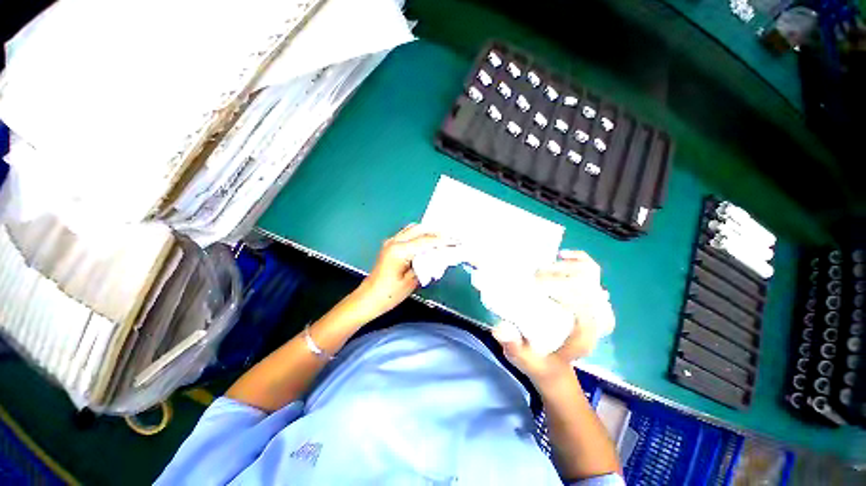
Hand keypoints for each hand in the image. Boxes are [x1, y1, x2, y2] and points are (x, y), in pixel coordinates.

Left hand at [350, 224, 449, 321]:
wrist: (368, 299)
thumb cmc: (389, 294)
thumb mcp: (412, 281)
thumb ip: (426, 265)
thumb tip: (439, 255)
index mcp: (399, 250)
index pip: (425, 240)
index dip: (443, 240)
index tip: (456, 241)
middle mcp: (394, 241)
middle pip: (419, 229)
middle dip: (436, 233)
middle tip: (451, 239)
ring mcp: (391, 242)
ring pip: (413, 229)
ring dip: (427, 232)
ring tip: (441, 241)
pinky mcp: (390, 245)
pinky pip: (408, 234)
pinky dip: (419, 236)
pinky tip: (427, 243)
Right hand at [492, 250, 614, 383]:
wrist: (553, 365)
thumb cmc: (538, 361)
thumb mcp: (522, 358)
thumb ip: (513, 345)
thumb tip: (500, 328)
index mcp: (583, 337)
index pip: (585, 306)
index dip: (562, 290)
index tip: (535, 285)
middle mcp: (595, 320)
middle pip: (587, 285)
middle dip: (558, 277)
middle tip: (533, 278)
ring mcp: (594, 306)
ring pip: (591, 275)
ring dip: (565, 267)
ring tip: (542, 269)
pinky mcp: (588, 297)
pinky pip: (592, 272)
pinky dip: (579, 260)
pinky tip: (562, 256)